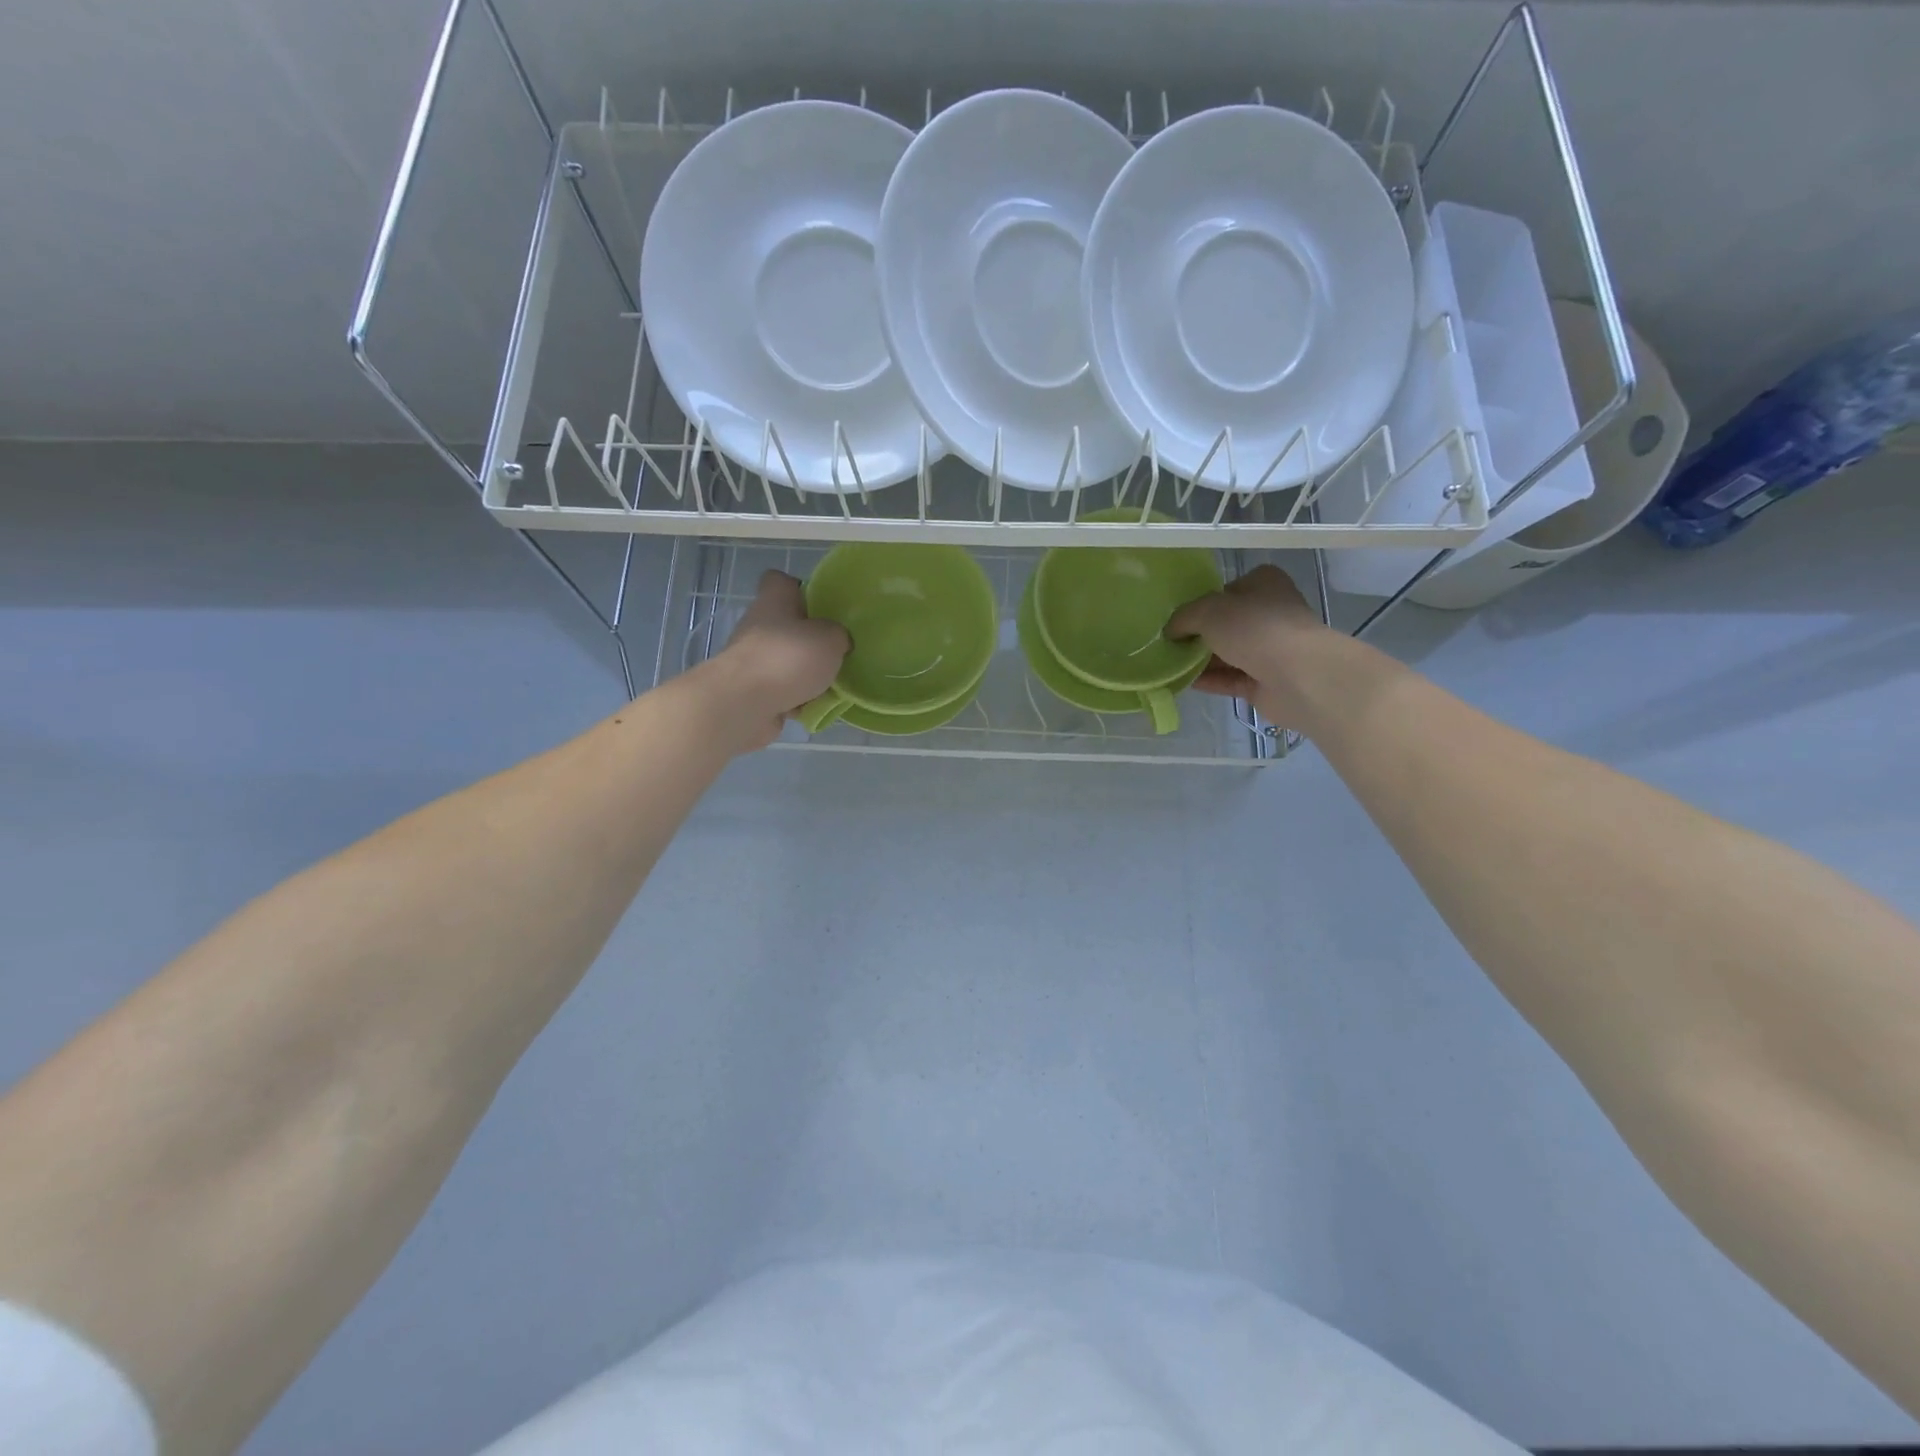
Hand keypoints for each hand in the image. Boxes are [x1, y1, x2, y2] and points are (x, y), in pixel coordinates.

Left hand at [701, 571, 849, 750]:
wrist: (744, 704)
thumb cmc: (788, 658)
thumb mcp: (831, 639)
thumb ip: (838, 635)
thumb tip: (836, 642)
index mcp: (774, 600)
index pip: (781, 581)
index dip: (801, 589)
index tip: (821, 606)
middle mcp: (758, 625)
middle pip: (786, 625)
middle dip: (810, 640)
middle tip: (834, 652)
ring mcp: (751, 659)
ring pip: (785, 660)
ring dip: (804, 673)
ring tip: (829, 686)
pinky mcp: (750, 689)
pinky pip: (780, 690)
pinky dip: (795, 699)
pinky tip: (811, 708)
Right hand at [1167, 565, 1337, 731]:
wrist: (1296, 675)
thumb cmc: (1254, 628)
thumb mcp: (1207, 611)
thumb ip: (1183, 618)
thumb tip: (1170, 632)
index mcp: (1264, 584)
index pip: (1228, 589)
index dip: (1203, 601)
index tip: (1178, 617)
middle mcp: (1270, 613)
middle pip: (1227, 623)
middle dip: (1199, 634)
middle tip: (1169, 643)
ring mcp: (1271, 649)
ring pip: (1229, 653)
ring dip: (1201, 660)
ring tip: (1169, 665)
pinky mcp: (1267, 681)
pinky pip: (1231, 679)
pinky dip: (1210, 680)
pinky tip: (1184, 682)